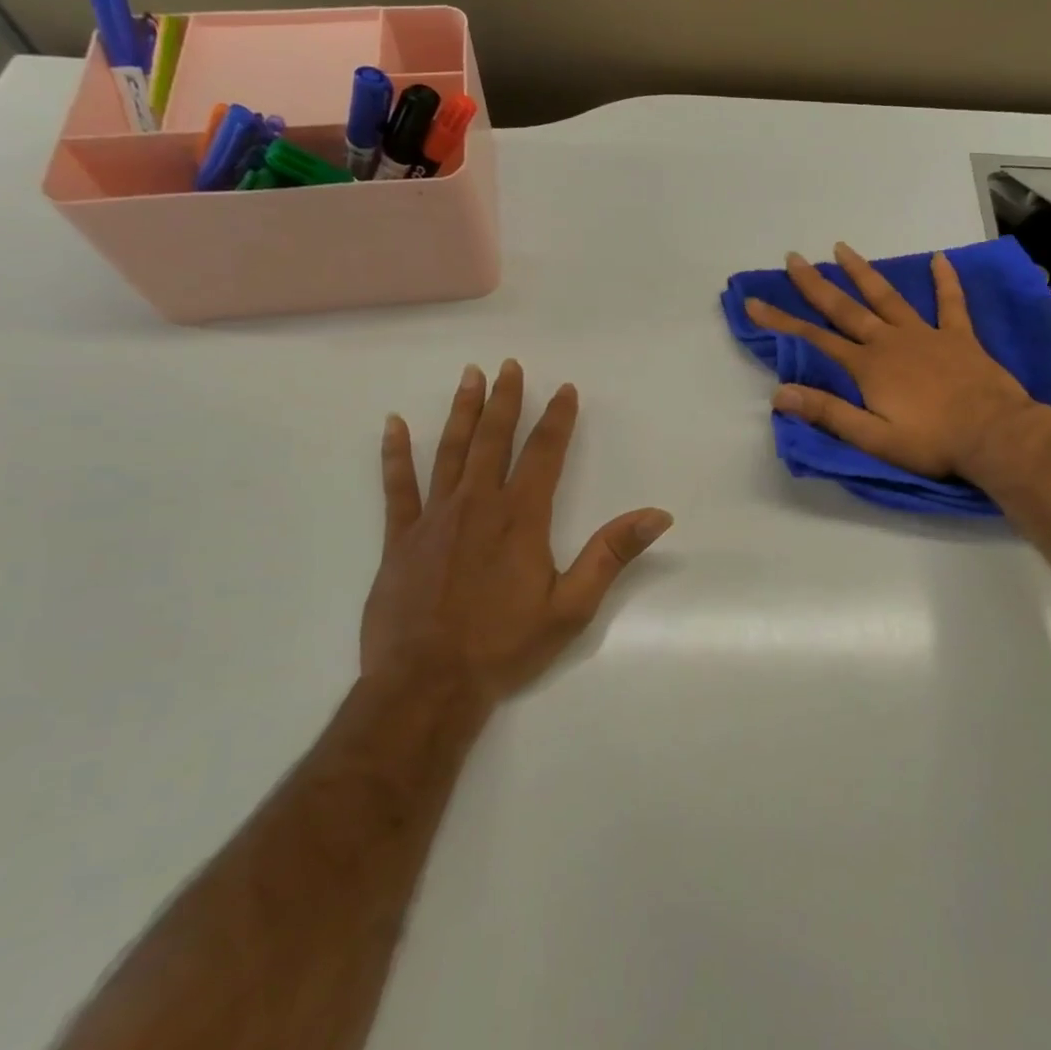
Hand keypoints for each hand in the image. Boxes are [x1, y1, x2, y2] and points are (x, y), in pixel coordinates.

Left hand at [361, 360, 673, 704]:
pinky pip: (397, 486)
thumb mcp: (572, 606)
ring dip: (461, 411)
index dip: (557, 418)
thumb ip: (611, 554)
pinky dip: (395, 454)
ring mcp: (434, 518)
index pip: (544, 453)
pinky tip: (392, 425)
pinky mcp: (400, 538)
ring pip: (449, 451)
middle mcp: (477, 504)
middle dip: (505, 400)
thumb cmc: (505, 645)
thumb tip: (658, 515)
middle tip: (510, 365)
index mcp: (521, 517)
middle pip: (493, 439)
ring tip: (469, 377)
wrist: (427, 683)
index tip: (564, 389)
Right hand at [744, 243, 1038, 480]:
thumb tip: (779, 394)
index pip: (814, 340)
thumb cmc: (931, 442)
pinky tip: (938, 259)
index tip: (754, 303)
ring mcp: (926, 335)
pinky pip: (950, 302)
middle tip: (793, 258)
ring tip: (842, 248)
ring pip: (887, 297)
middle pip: (845, 309)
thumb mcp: (873, 438)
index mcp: (868, 367)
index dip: (781, 322)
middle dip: (815, 285)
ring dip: (863, 273)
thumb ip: (828, 413)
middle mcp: (890, 342)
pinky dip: (945, 280)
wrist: (994, 435)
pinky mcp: (959, 337)